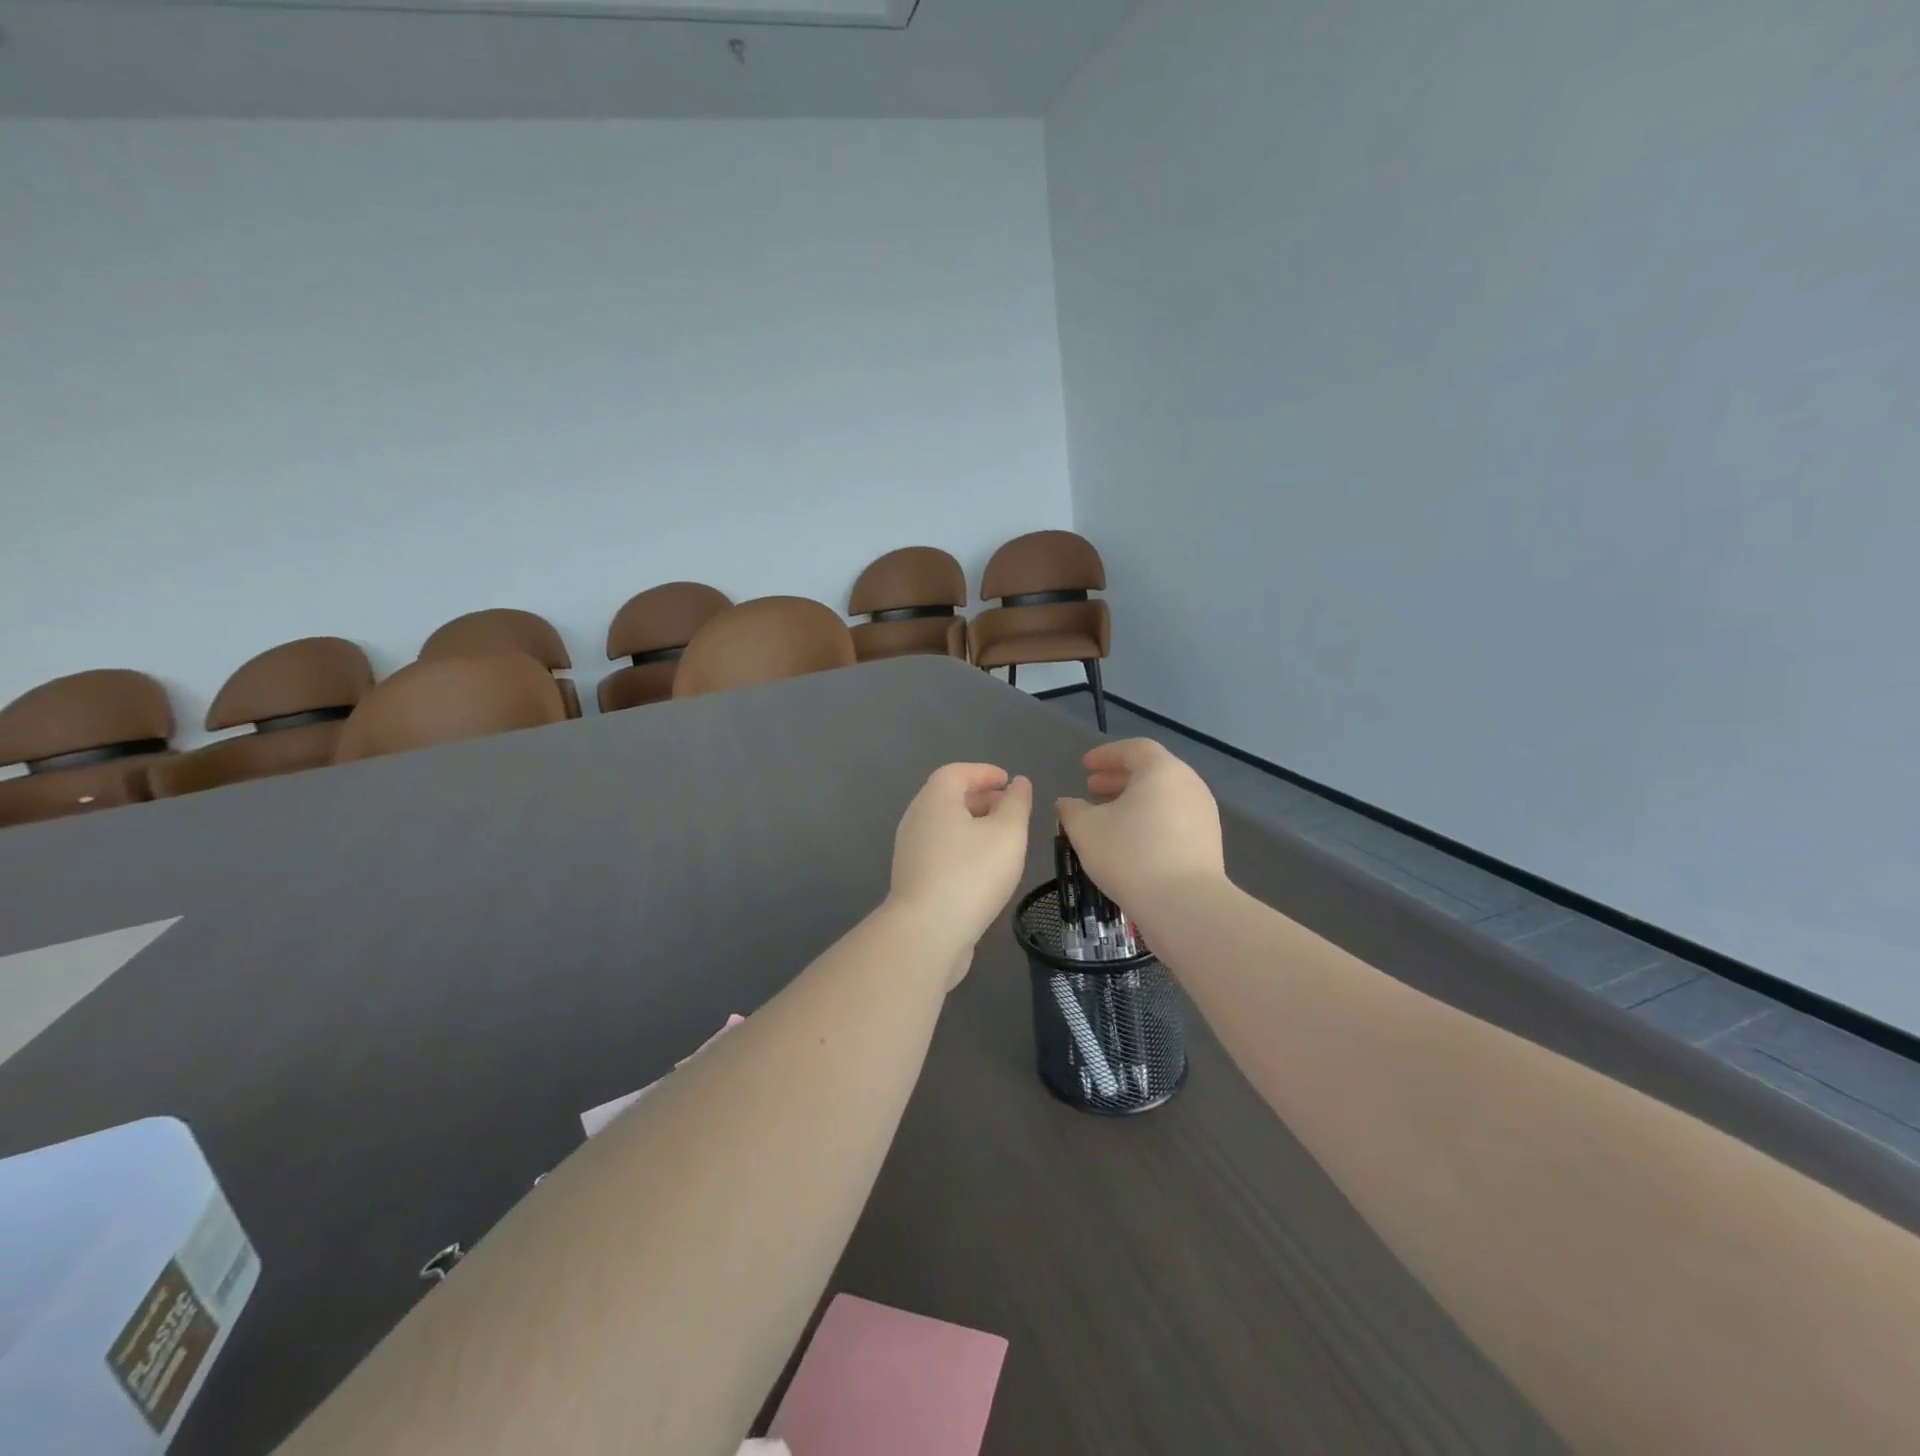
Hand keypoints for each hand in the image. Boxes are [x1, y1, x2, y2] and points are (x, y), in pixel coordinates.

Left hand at [888, 763, 1033, 981]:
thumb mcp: (1007, 834)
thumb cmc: (971, 874)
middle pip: (947, 797)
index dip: (984, 772)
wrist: (927, 933)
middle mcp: (916, 818)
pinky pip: (940, 849)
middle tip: (1009, 807)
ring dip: (972, 824)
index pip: (957, 772)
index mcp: (935, 800)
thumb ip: (1017, 804)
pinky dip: (962, 846)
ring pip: (944, 825)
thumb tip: (1019, 783)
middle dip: (980, 797)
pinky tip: (983, 867)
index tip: (1008, 782)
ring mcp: (910, 850)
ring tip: (1002, 838)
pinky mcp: (913, 878)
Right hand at [1055, 739, 1225, 923]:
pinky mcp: (1208, 841)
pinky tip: (1130, 841)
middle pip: (1150, 771)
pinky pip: (1174, 818)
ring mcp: (1203, 813)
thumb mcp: (1086, 829)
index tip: (1084, 767)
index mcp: (1162, 770)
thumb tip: (1067, 803)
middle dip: (1117, 778)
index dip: (1105, 755)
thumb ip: (1071, 810)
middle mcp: (1189, 784)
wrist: (1185, 905)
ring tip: (1107, 817)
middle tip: (1091, 789)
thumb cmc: (1131, 855)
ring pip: (1163, 796)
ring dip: (1133, 800)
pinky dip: (1150, 819)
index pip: (1133, 749)